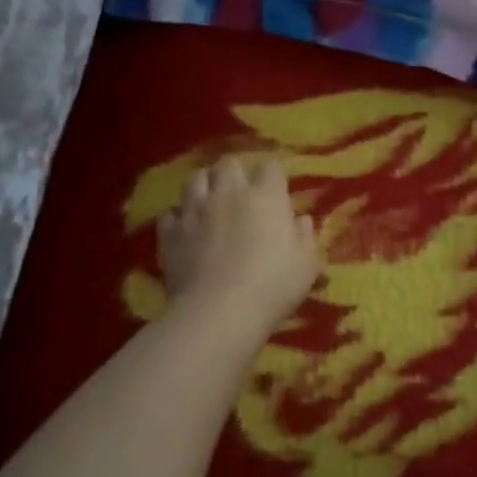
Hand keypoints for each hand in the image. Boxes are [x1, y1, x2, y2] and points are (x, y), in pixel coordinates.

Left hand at [160, 156, 319, 332]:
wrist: (219, 313)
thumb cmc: (272, 287)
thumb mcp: (306, 265)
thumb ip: (305, 237)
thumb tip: (301, 220)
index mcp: (265, 197)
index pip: (271, 167)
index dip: (273, 176)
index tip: (276, 192)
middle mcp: (228, 194)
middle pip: (229, 164)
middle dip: (236, 173)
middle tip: (241, 193)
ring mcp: (195, 210)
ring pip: (195, 179)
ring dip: (205, 186)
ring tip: (210, 202)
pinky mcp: (170, 232)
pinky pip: (171, 214)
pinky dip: (178, 218)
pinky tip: (185, 230)